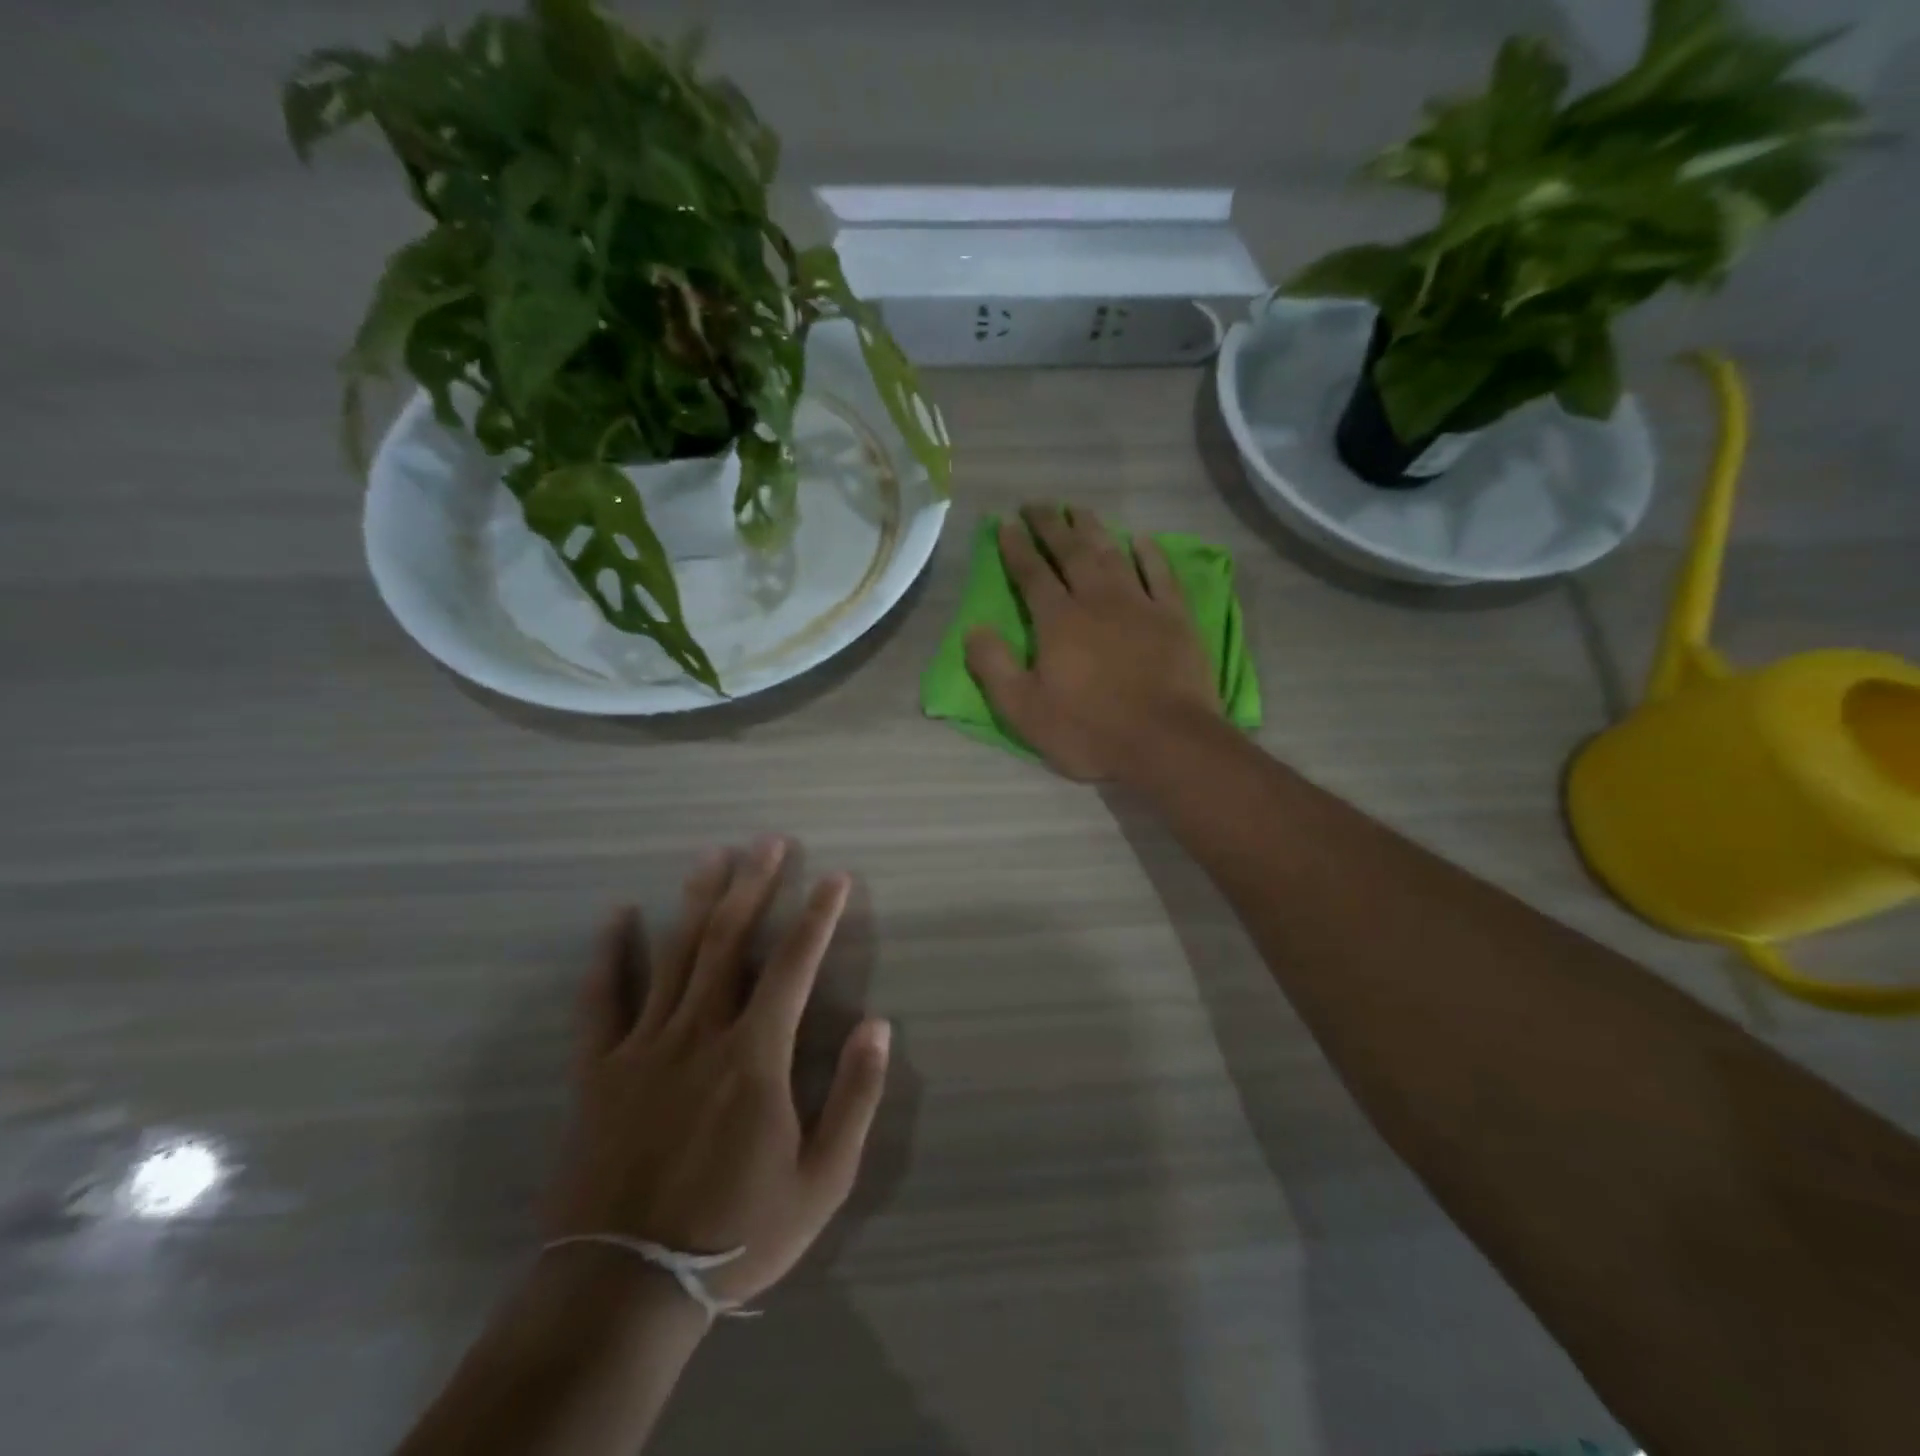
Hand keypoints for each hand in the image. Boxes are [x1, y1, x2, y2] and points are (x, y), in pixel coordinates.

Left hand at [545, 837, 890, 1305]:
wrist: (624, 1291)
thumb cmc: (735, 1234)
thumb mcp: (822, 1180)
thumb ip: (855, 1097)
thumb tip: (878, 1025)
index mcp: (756, 1055)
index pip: (795, 964)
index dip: (818, 916)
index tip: (834, 878)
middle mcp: (701, 1032)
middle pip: (731, 941)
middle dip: (754, 885)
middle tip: (769, 842)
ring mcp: (644, 1046)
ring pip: (675, 955)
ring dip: (697, 900)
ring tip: (713, 855)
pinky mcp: (598, 1071)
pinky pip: (602, 1000)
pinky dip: (611, 954)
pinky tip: (619, 916)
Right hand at [965, 505, 1221, 781]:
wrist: (1166, 742)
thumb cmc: (1089, 731)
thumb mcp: (1024, 710)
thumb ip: (994, 667)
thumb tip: (973, 629)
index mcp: (1058, 621)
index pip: (1031, 573)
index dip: (1017, 547)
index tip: (1006, 523)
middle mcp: (1097, 600)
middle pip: (1071, 552)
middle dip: (1051, 525)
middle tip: (1037, 504)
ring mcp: (1140, 604)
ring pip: (1112, 554)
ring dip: (1093, 529)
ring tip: (1078, 510)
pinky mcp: (1175, 617)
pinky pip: (1160, 574)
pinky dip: (1150, 553)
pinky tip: (1140, 539)